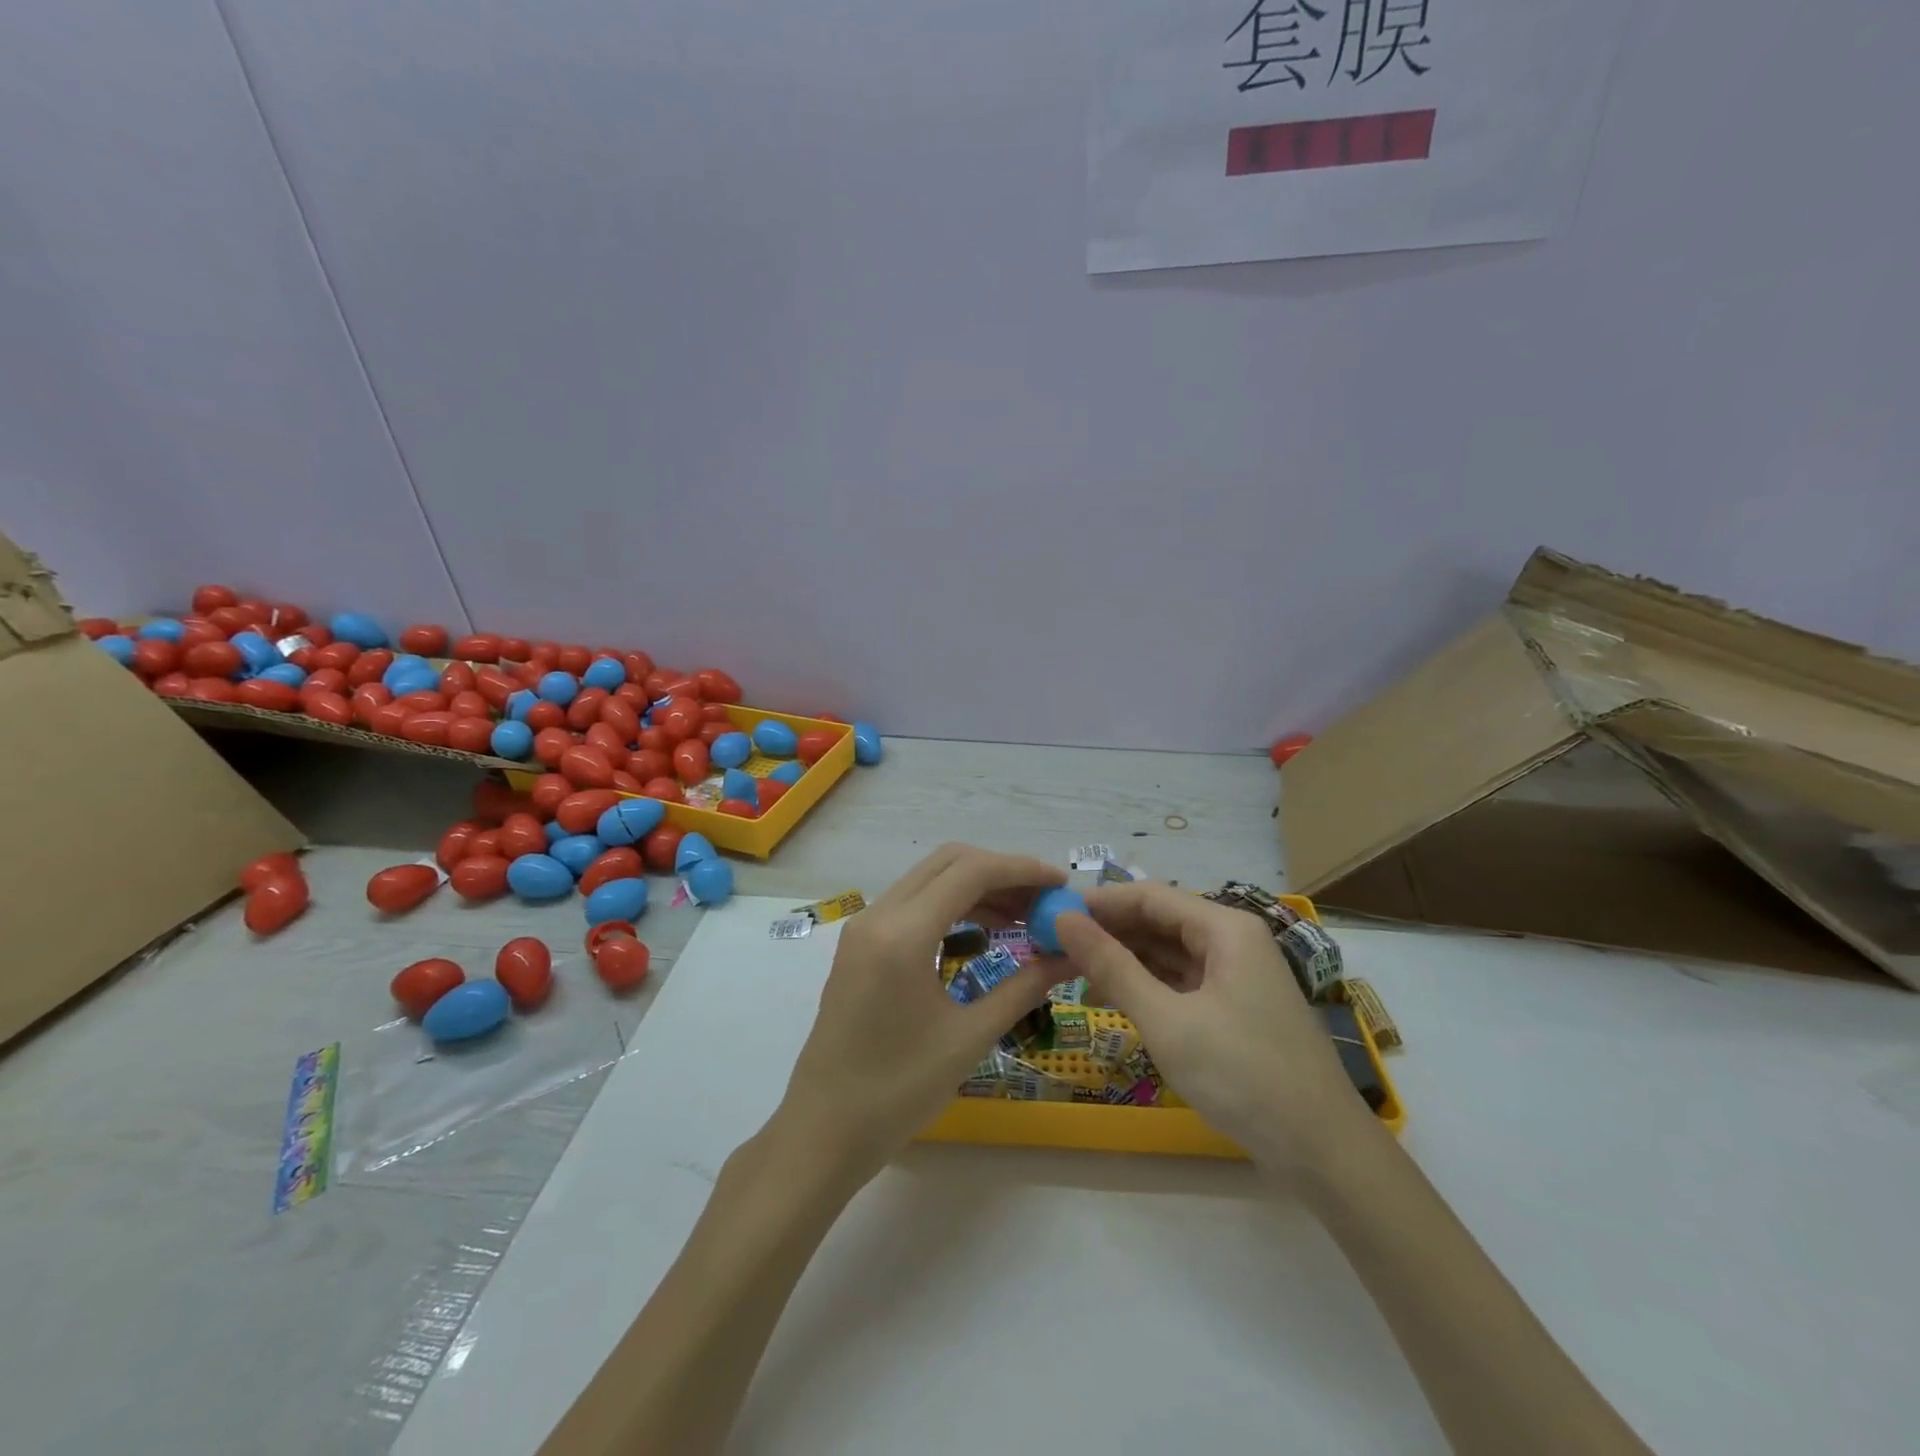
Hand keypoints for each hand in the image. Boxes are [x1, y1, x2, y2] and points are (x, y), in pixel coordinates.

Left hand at [777, 844, 1066, 1180]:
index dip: (1022, 871)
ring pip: (929, 880)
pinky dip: (951, 907)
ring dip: (976, 889)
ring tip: (1022, 920)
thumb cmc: (897, 1092)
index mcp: (902, 934)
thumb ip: (1024, 987)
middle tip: (1043, 902)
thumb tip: (1072, 957)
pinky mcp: (860, 945)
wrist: (822, 1132)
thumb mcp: (969, 1038)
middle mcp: (878, 915)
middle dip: (1001, 873)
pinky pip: (912, 905)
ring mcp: (863, 928)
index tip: (1061, 886)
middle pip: (948, 863)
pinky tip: (982, 936)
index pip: (970, 872)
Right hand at [1053, 882, 1370, 1174]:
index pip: (1150, 896)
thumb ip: (1112, 967)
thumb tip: (1063, 920)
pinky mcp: (1235, 1006)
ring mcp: (1237, 974)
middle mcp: (1233, 940)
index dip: (1100, 902)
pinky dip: (1148, 985)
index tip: (1051, 915)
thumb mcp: (1167, 1021)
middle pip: (1160, 920)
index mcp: (1225, 928)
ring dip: (1125, 958)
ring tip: (1074, 972)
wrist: (1322, 1151)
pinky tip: (1115, 996)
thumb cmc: (1243, 1075)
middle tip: (1055, 947)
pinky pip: (1182, 980)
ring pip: (1169, 952)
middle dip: (1109, 931)